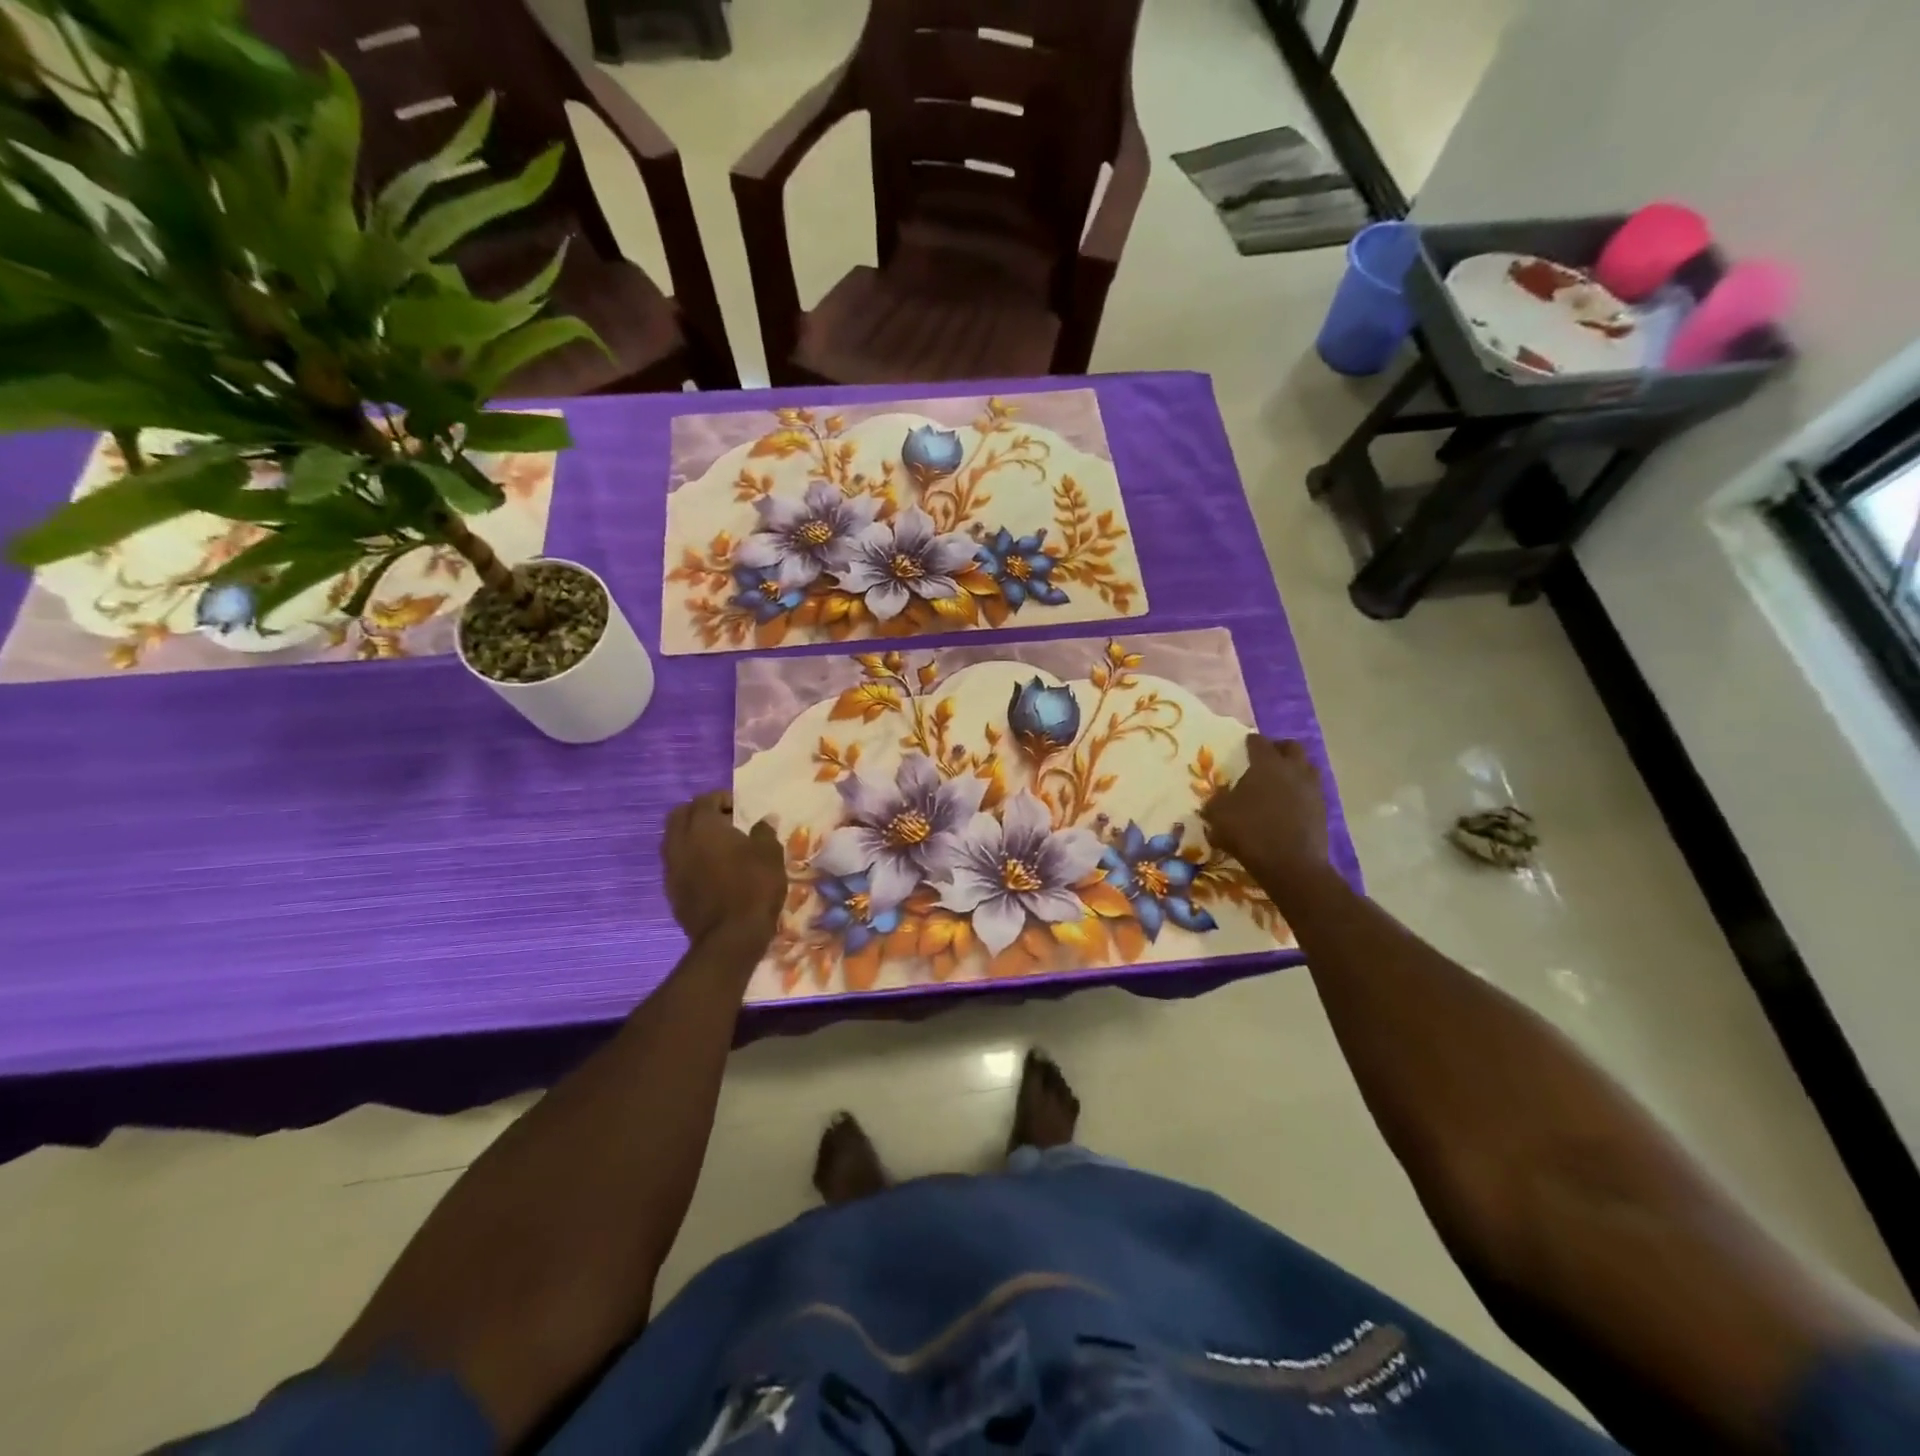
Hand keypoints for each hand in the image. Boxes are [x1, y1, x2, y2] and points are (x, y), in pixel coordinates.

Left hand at [663, 791, 784, 950]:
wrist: (730, 937)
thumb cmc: (754, 888)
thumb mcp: (770, 854)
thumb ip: (764, 832)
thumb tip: (764, 820)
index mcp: (703, 826)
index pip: (705, 799)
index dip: (723, 799)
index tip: (740, 810)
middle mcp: (680, 842)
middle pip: (679, 815)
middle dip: (699, 813)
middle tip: (723, 822)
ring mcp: (671, 868)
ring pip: (673, 839)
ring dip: (691, 836)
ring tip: (717, 847)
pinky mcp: (671, 890)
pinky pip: (676, 863)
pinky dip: (689, 859)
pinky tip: (709, 871)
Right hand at [1199, 735, 1330, 898]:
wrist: (1291, 864)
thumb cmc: (1250, 832)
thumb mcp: (1218, 816)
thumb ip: (1215, 802)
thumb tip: (1215, 800)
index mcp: (1267, 764)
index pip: (1259, 742)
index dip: (1250, 742)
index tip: (1245, 745)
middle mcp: (1293, 770)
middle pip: (1291, 747)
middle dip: (1279, 749)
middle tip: (1267, 758)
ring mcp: (1312, 789)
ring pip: (1307, 768)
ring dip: (1294, 770)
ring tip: (1280, 782)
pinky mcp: (1322, 810)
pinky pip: (1311, 792)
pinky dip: (1301, 793)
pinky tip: (1288, 806)